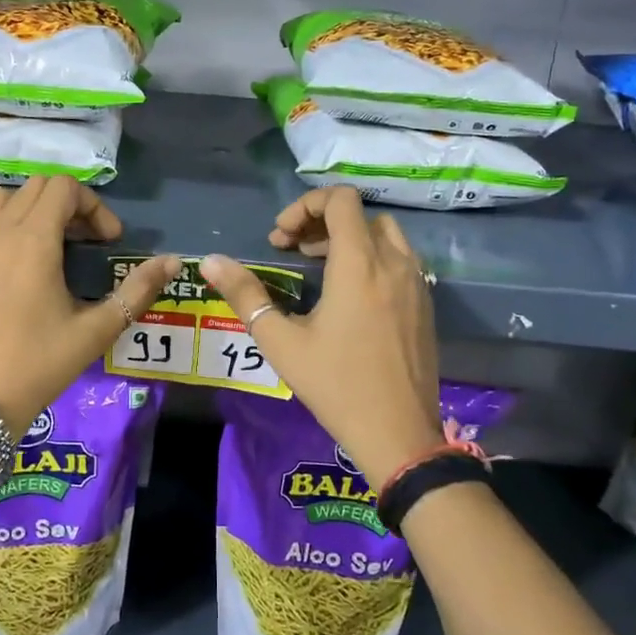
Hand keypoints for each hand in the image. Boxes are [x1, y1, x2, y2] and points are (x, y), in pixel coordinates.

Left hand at [0, 177, 180, 430]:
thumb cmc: (40, 364)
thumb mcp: (96, 330)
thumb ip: (137, 290)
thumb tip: (172, 262)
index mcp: (33, 239)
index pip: (65, 188)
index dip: (93, 206)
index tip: (107, 241)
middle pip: (36, 187)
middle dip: (66, 206)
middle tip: (83, 243)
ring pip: (0, 197)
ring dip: (28, 209)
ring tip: (42, 243)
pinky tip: (2, 253)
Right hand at [202, 187, 441, 490]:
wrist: (399, 434)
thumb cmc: (335, 385)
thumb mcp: (281, 341)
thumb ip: (245, 294)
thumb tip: (210, 261)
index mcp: (359, 264)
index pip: (341, 200)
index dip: (305, 205)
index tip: (281, 237)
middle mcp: (394, 264)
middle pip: (361, 214)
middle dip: (322, 221)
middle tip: (293, 249)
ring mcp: (417, 284)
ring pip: (384, 235)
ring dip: (349, 238)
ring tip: (318, 266)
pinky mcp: (425, 305)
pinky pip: (399, 260)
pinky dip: (371, 258)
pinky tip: (348, 294)